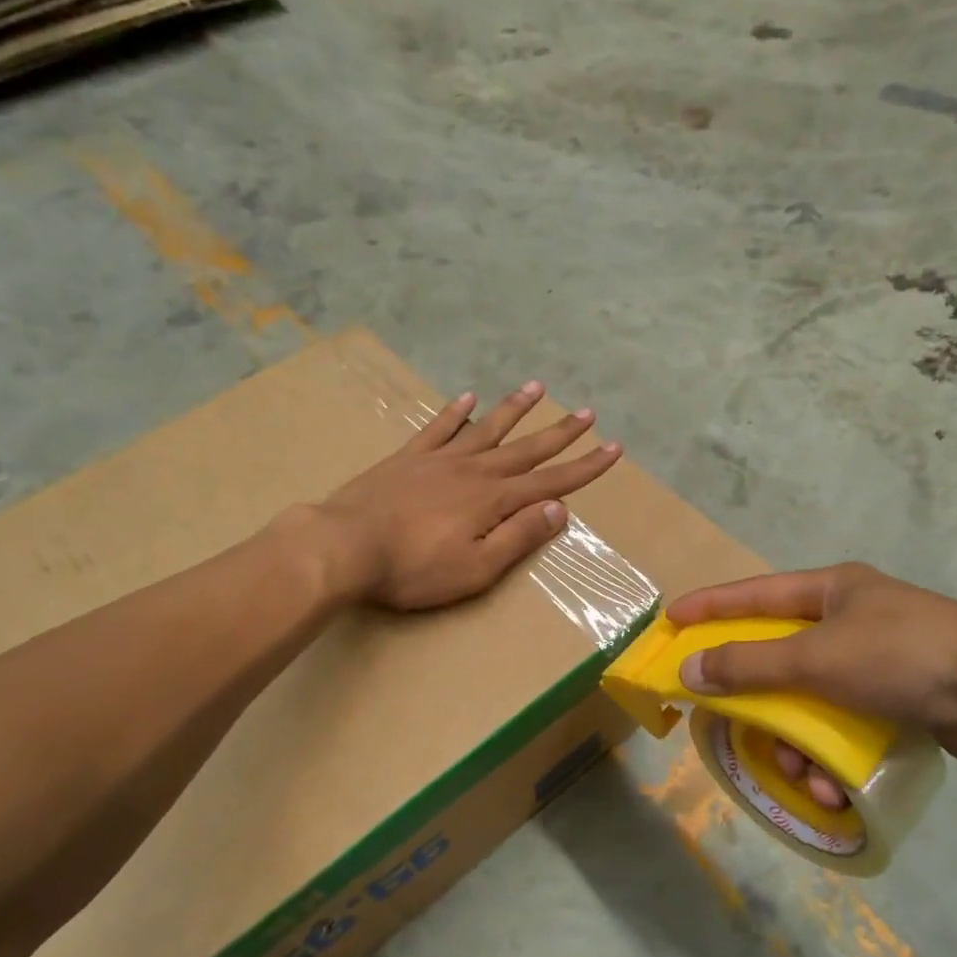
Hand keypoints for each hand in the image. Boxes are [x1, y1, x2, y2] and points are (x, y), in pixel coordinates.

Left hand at [315, 381, 621, 610]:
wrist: (344, 546)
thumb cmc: (414, 568)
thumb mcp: (477, 568)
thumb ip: (519, 536)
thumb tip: (559, 509)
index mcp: (495, 500)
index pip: (552, 481)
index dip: (585, 467)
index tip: (613, 449)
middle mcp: (474, 471)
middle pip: (526, 448)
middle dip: (560, 432)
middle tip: (587, 412)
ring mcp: (439, 459)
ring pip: (486, 428)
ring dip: (514, 409)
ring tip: (537, 387)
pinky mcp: (407, 458)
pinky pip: (437, 427)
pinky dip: (455, 412)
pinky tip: (467, 397)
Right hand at [668, 564, 956, 769]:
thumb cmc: (902, 656)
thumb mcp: (816, 657)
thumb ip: (749, 664)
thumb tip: (690, 669)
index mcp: (829, 592)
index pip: (753, 594)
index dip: (710, 607)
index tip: (672, 622)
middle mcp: (848, 622)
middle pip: (779, 657)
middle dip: (756, 698)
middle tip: (726, 719)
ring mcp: (874, 664)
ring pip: (810, 702)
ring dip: (798, 743)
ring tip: (799, 774)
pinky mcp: (897, 702)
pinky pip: (844, 729)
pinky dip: (833, 758)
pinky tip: (833, 788)